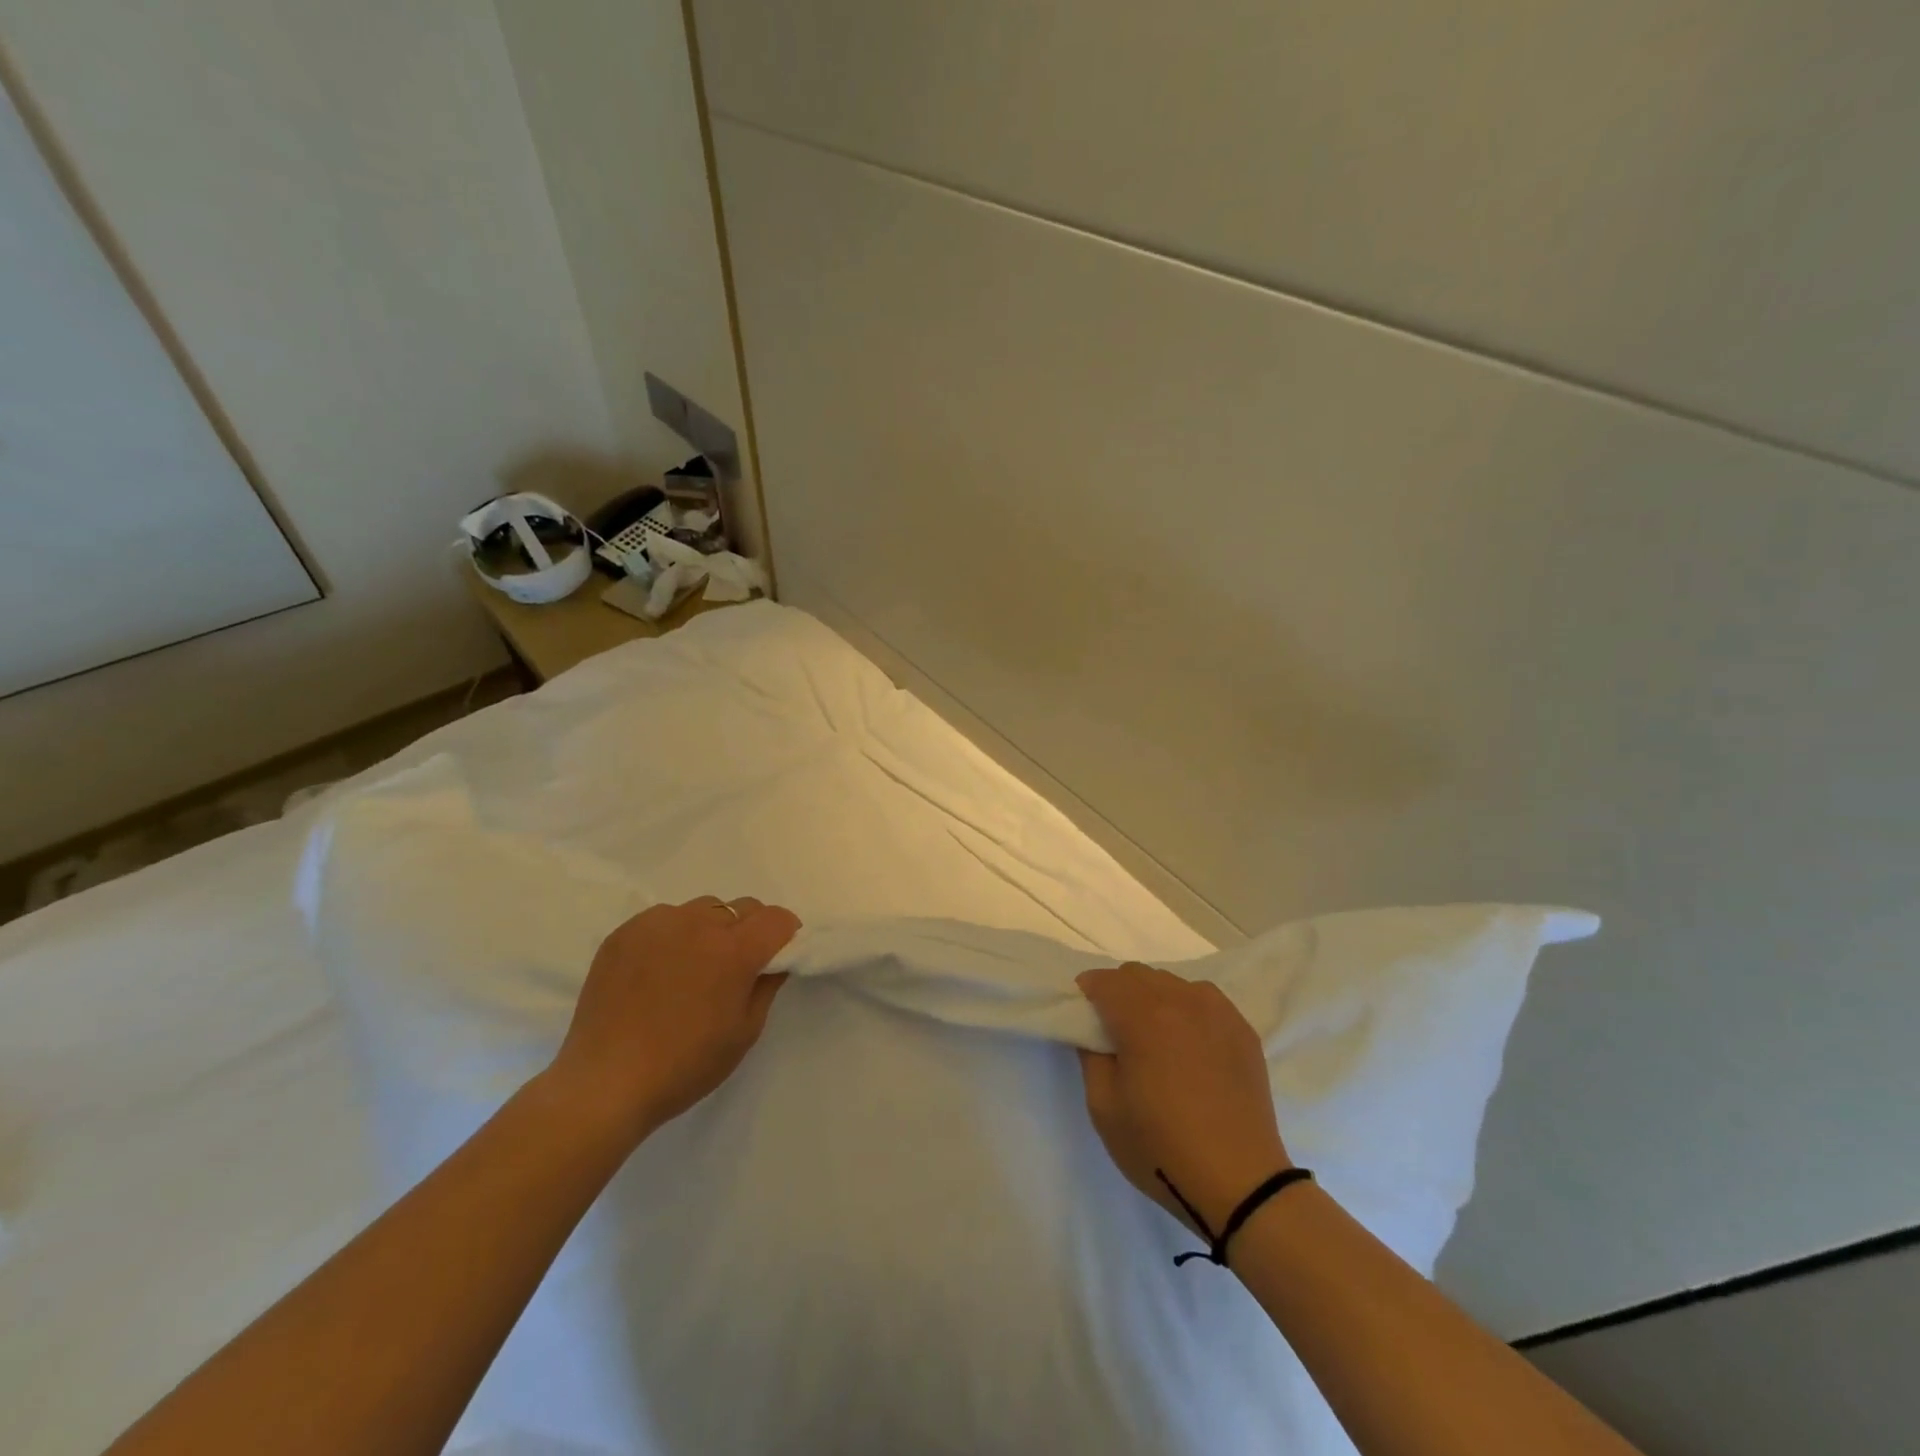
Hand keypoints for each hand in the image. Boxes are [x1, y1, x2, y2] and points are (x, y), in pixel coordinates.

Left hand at [550, 896, 800, 1143]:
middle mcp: (699, 924)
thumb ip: (767, 986)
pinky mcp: (625, 932)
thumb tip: (775, 960)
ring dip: (710, 930)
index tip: (777, 956)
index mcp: (734, 950)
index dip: (785, 934)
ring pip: (702, 910)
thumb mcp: (744, 1033)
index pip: (776, 918)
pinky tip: (658, 971)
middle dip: (749, 930)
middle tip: (735, 968)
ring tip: (692, 967)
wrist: (605, 1083)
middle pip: (741, 908)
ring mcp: (658, 924)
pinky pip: (664, 919)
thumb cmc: (685, 1065)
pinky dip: (672, 936)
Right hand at [1076, 962, 1291, 1235]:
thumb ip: (1090, 1056)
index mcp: (1143, 1016)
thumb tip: (1092, 1030)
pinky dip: (1186, 1008)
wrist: (1241, 1184)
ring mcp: (1217, 1011)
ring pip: (1172, 982)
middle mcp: (1182, 1000)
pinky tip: (1188, 1043)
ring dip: (1153, 997)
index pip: (1105, 980)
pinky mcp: (1242, 1029)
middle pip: (1138, 974)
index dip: (1087, 993)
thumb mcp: (1104, 1108)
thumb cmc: (1161, 1148)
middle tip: (1114, 1030)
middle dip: (1118, 991)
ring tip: (1154, 1037)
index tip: (1084, 1017)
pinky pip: (1204, 999)